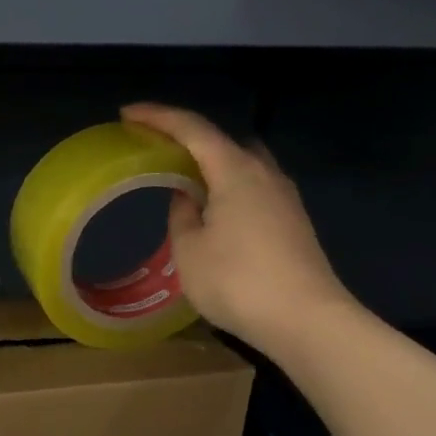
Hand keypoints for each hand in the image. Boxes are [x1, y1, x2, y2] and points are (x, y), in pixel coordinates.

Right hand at [120, 102, 355, 356]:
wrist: (308, 321)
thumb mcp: (189, 250)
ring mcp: (284, 197)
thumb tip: (187, 197)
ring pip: (241, 164)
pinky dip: (226, 185)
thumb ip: (182, 214)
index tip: (127, 114)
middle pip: (221, 141)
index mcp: (235, 171)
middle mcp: (264, 173)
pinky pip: (252, 186)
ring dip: (210, 164)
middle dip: (186, 138)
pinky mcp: (292, 220)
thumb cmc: (238, 282)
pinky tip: (212, 208)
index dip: (158, 117)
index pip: (192, 129)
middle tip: (155, 147)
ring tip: (181, 178)